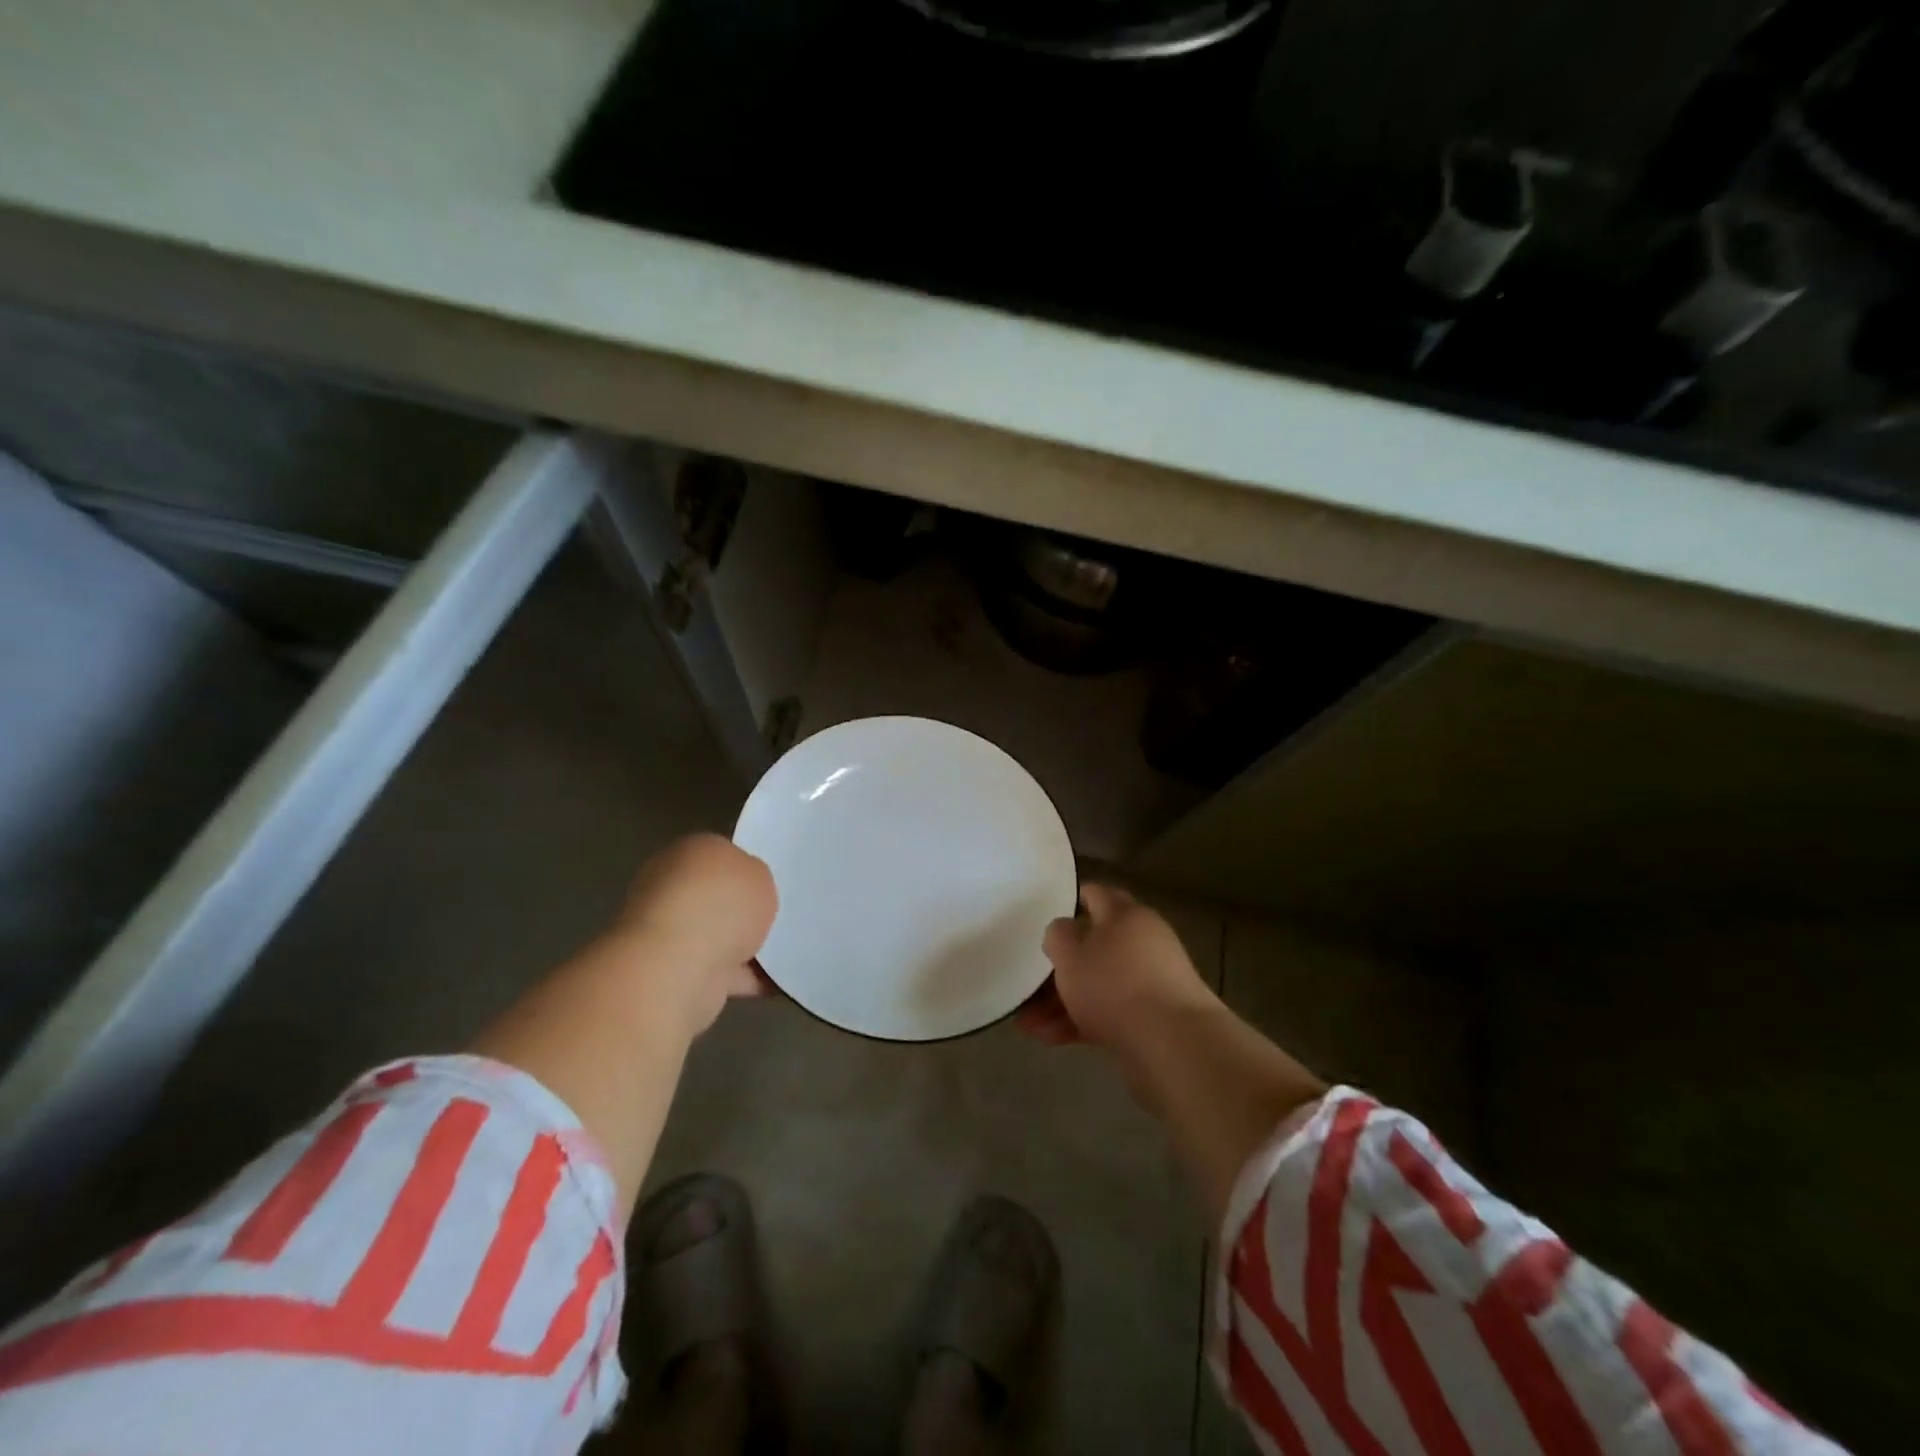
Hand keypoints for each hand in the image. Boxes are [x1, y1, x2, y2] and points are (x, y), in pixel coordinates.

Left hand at [608, 832, 777, 1036]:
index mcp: (689, 851)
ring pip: (715, 934)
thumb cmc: (720, 905)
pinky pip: (718, 971)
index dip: (746, 867)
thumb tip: (746, 890)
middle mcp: (670, 885)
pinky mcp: (671, 972)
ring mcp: (667, 931)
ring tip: (783, 952)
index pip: (720, 853)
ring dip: (742, 945)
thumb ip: (755, 877)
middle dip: (741, 909)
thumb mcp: (759, 873)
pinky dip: (743, 977)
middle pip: (715, 895)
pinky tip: (774, 981)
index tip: (769, 884)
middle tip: (777, 917)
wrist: (677, 968)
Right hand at [1019, 884, 1218, 1054]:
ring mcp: (1151, 983)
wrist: (1175, 1046)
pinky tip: (1050, 1039)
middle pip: (1094, 946)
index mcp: (1127, 915)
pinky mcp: (1153, 1020)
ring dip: (1062, 1001)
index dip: (1072, 899)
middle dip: (1059, 967)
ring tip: (1029, 1025)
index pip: (1096, 895)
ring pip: (1098, 984)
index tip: (1046, 911)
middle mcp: (1143, 942)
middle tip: (1029, 984)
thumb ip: (1058, 936)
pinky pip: (1109, 1013)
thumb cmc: (1115, 985)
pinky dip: (1081, 1022)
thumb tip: (1064, 930)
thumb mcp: (1070, 954)